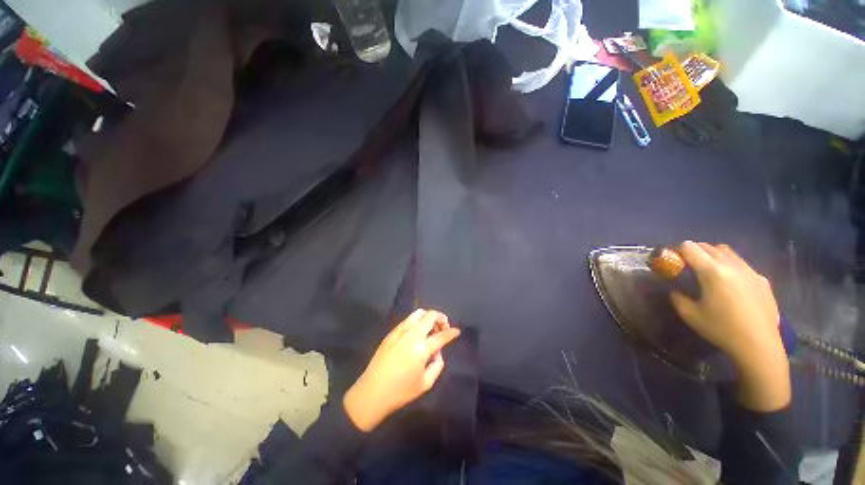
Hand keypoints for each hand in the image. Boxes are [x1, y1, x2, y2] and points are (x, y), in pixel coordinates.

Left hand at [343, 309, 460, 431]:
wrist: (372, 392)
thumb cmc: (400, 391)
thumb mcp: (425, 383)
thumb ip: (437, 365)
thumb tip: (438, 353)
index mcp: (421, 349)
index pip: (441, 336)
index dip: (452, 332)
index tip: (457, 331)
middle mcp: (411, 335)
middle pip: (430, 316)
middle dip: (441, 318)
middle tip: (444, 327)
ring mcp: (400, 331)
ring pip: (418, 313)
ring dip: (428, 317)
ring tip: (431, 328)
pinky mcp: (391, 333)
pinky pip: (407, 320)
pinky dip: (417, 321)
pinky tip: (417, 332)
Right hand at [670, 241, 789, 410]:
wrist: (759, 345)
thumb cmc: (721, 329)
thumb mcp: (690, 315)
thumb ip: (677, 297)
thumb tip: (675, 289)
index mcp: (713, 272)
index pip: (690, 247)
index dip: (678, 250)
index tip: (673, 260)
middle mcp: (733, 265)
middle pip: (709, 246)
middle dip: (694, 251)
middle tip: (687, 264)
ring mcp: (751, 271)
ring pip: (728, 252)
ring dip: (713, 255)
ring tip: (708, 271)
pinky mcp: (762, 280)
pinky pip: (742, 264)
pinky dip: (730, 266)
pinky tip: (730, 284)